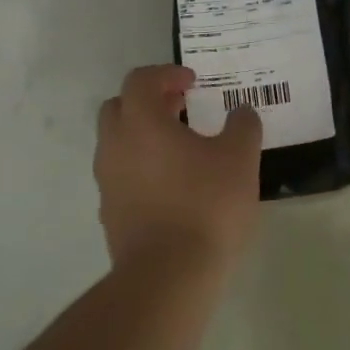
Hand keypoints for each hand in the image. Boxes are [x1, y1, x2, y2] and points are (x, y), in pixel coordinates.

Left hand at [94, 64, 262, 269]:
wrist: (169, 275)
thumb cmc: (206, 205)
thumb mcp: (240, 158)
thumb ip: (243, 126)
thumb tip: (241, 112)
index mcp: (141, 122)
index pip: (141, 80)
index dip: (167, 74)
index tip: (193, 83)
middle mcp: (115, 146)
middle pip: (119, 107)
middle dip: (148, 101)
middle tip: (180, 108)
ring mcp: (107, 182)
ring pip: (117, 143)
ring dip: (143, 136)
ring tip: (181, 149)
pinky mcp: (110, 213)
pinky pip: (121, 176)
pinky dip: (141, 168)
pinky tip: (172, 186)